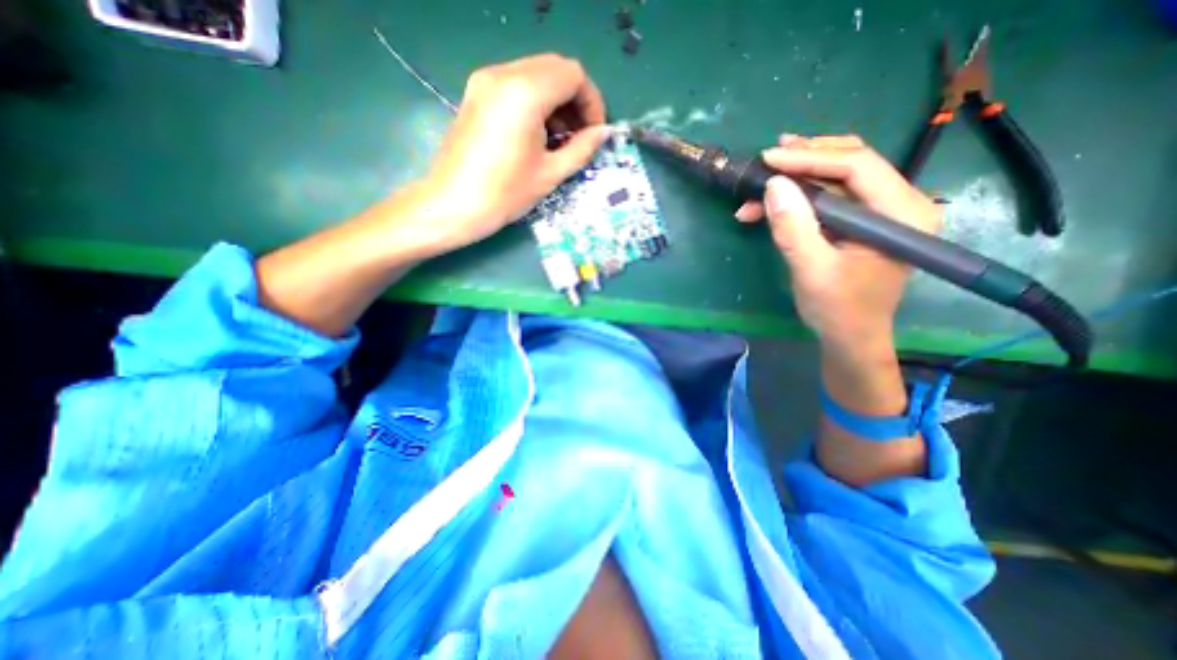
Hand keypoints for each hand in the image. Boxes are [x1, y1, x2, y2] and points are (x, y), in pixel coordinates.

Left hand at [413, 52, 610, 250]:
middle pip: (555, 68)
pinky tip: (538, 133)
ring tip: (561, 138)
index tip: (594, 133)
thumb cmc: (504, 194)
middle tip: (581, 135)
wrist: (453, 205)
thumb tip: (603, 133)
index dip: (592, 102)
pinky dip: (536, 101)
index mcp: (525, 93)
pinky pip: (517, 83)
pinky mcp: (476, 93)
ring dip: (556, 100)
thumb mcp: (550, 174)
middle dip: (575, 100)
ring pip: (536, 73)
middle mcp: (503, 74)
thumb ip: (582, 148)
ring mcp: (485, 81)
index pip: (573, 75)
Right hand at [732, 134, 940, 350]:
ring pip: (837, 178)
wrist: (849, 337)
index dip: (810, 158)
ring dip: (796, 180)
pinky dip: (798, 198)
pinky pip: (830, 197)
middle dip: (804, 160)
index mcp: (902, 214)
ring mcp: (881, 212)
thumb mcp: (811, 271)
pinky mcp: (862, 222)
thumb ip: (793, 228)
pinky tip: (770, 205)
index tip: (768, 159)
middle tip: (766, 161)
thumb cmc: (836, 310)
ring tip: (759, 186)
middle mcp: (900, 203)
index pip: (857, 166)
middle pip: (851, 162)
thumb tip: (773, 184)